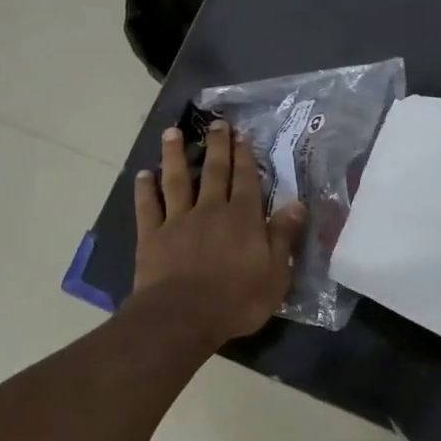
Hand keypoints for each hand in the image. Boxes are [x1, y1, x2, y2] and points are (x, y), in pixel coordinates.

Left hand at [131, 121, 305, 342]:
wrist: (183, 316)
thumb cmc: (237, 300)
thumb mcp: (275, 273)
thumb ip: (284, 236)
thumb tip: (297, 204)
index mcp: (242, 218)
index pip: (245, 179)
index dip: (244, 156)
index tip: (241, 134)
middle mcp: (210, 210)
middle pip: (213, 171)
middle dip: (216, 146)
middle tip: (215, 123)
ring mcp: (177, 221)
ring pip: (176, 180)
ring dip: (174, 155)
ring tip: (172, 132)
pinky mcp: (152, 236)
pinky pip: (148, 207)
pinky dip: (145, 190)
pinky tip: (143, 175)